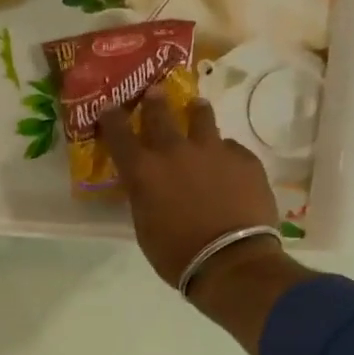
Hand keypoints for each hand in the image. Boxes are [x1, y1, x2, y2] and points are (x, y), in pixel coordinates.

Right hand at [97, 81, 278, 286]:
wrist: (231, 262)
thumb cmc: (177, 255)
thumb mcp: (145, 228)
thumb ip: (144, 197)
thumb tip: (148, 185)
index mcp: (144, 172)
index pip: (119, 134)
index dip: (112, 119)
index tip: (109, 108)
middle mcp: (175, 151)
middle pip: (160, 113)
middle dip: (154, 101)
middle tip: (154, 92)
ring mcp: (213, 151)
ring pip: (202, 117)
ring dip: (195, 112)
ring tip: (196, 109)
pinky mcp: (244, 159)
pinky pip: (230, 148)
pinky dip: (224, 153)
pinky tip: (227, 166)